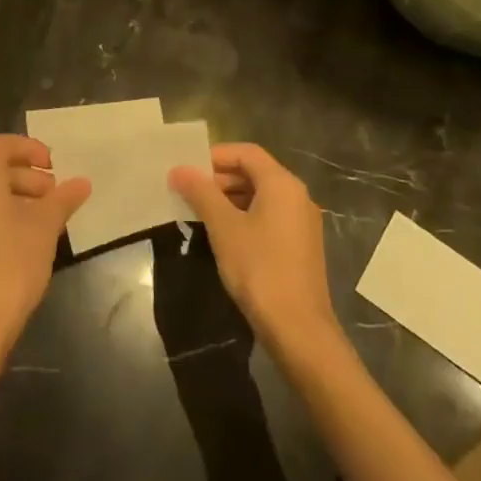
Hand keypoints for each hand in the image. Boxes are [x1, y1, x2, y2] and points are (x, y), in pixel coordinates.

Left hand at [0, 134, 89, 359]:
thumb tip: (82, 182)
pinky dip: (16, 215)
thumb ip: (63, 200)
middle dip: (32, 175)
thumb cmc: (12, 265)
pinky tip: (38, 238)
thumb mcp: (45, 228)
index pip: (0, 145)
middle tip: (58, 194)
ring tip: (53, 216)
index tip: (54, 165)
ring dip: (26, 196)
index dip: (28, 147)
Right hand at [169, 144, 340, 358]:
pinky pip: (270, 216)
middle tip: (189, 191)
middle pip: (255, 172)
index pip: (246, 152)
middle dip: (220, 178)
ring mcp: (302, 222)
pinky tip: (223, 235)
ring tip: (200, 212)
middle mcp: (297, 196)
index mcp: (282, 184)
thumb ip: (201, 193)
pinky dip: (245, 216)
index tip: (188, 169)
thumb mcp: (223, 227)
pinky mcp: (301, 245)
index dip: (215, 155)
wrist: (298, 328)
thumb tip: (178, 170)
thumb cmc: (259, 268)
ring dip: (230, 198)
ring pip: (262, 196)